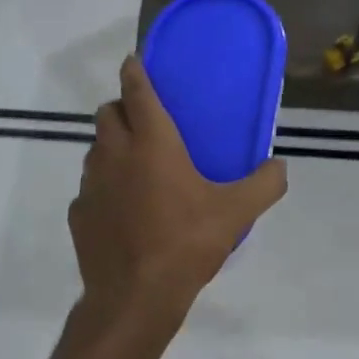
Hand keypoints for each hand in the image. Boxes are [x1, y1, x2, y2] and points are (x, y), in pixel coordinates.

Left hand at [70, 55, 287, 326]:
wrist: (135, 296)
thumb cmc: (186, 243)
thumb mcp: (236, 213)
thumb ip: (264, 184)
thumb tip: (280, 166)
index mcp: (152, 143)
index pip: (136, 91)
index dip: (135, 72)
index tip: (135, 62)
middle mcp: (115, 154)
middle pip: (107, 114)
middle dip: (122, 109)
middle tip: (146, 123)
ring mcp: (91, 184)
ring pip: (95, 150)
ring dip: (112, 147)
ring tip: (137, 167)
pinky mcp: (79, 214)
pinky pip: (89, 188)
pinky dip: (104, 188)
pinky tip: (124, 210)